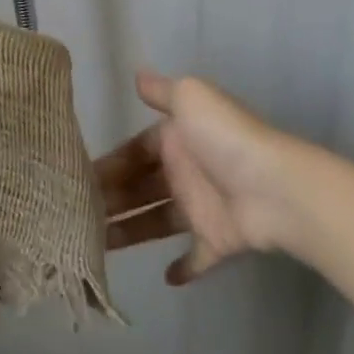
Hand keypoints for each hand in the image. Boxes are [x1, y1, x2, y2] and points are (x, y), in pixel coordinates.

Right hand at [98, 70, 311, 283]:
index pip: (135, 151)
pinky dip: (184, 268)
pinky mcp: (217, 241)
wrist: (276, 189)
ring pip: (156, 220)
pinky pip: (197, 257)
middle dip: (112, 199)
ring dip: (130, 231)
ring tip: (94, 244)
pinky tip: (164, 277)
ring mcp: (202, 208)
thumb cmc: (226, 140)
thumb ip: (162, 91)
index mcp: (177, 139)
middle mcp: (187, 172)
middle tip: (77, 216)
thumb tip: (137, 75)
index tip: (79, 180)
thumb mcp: (191, 99)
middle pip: (141, 187)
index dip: (110, 165)